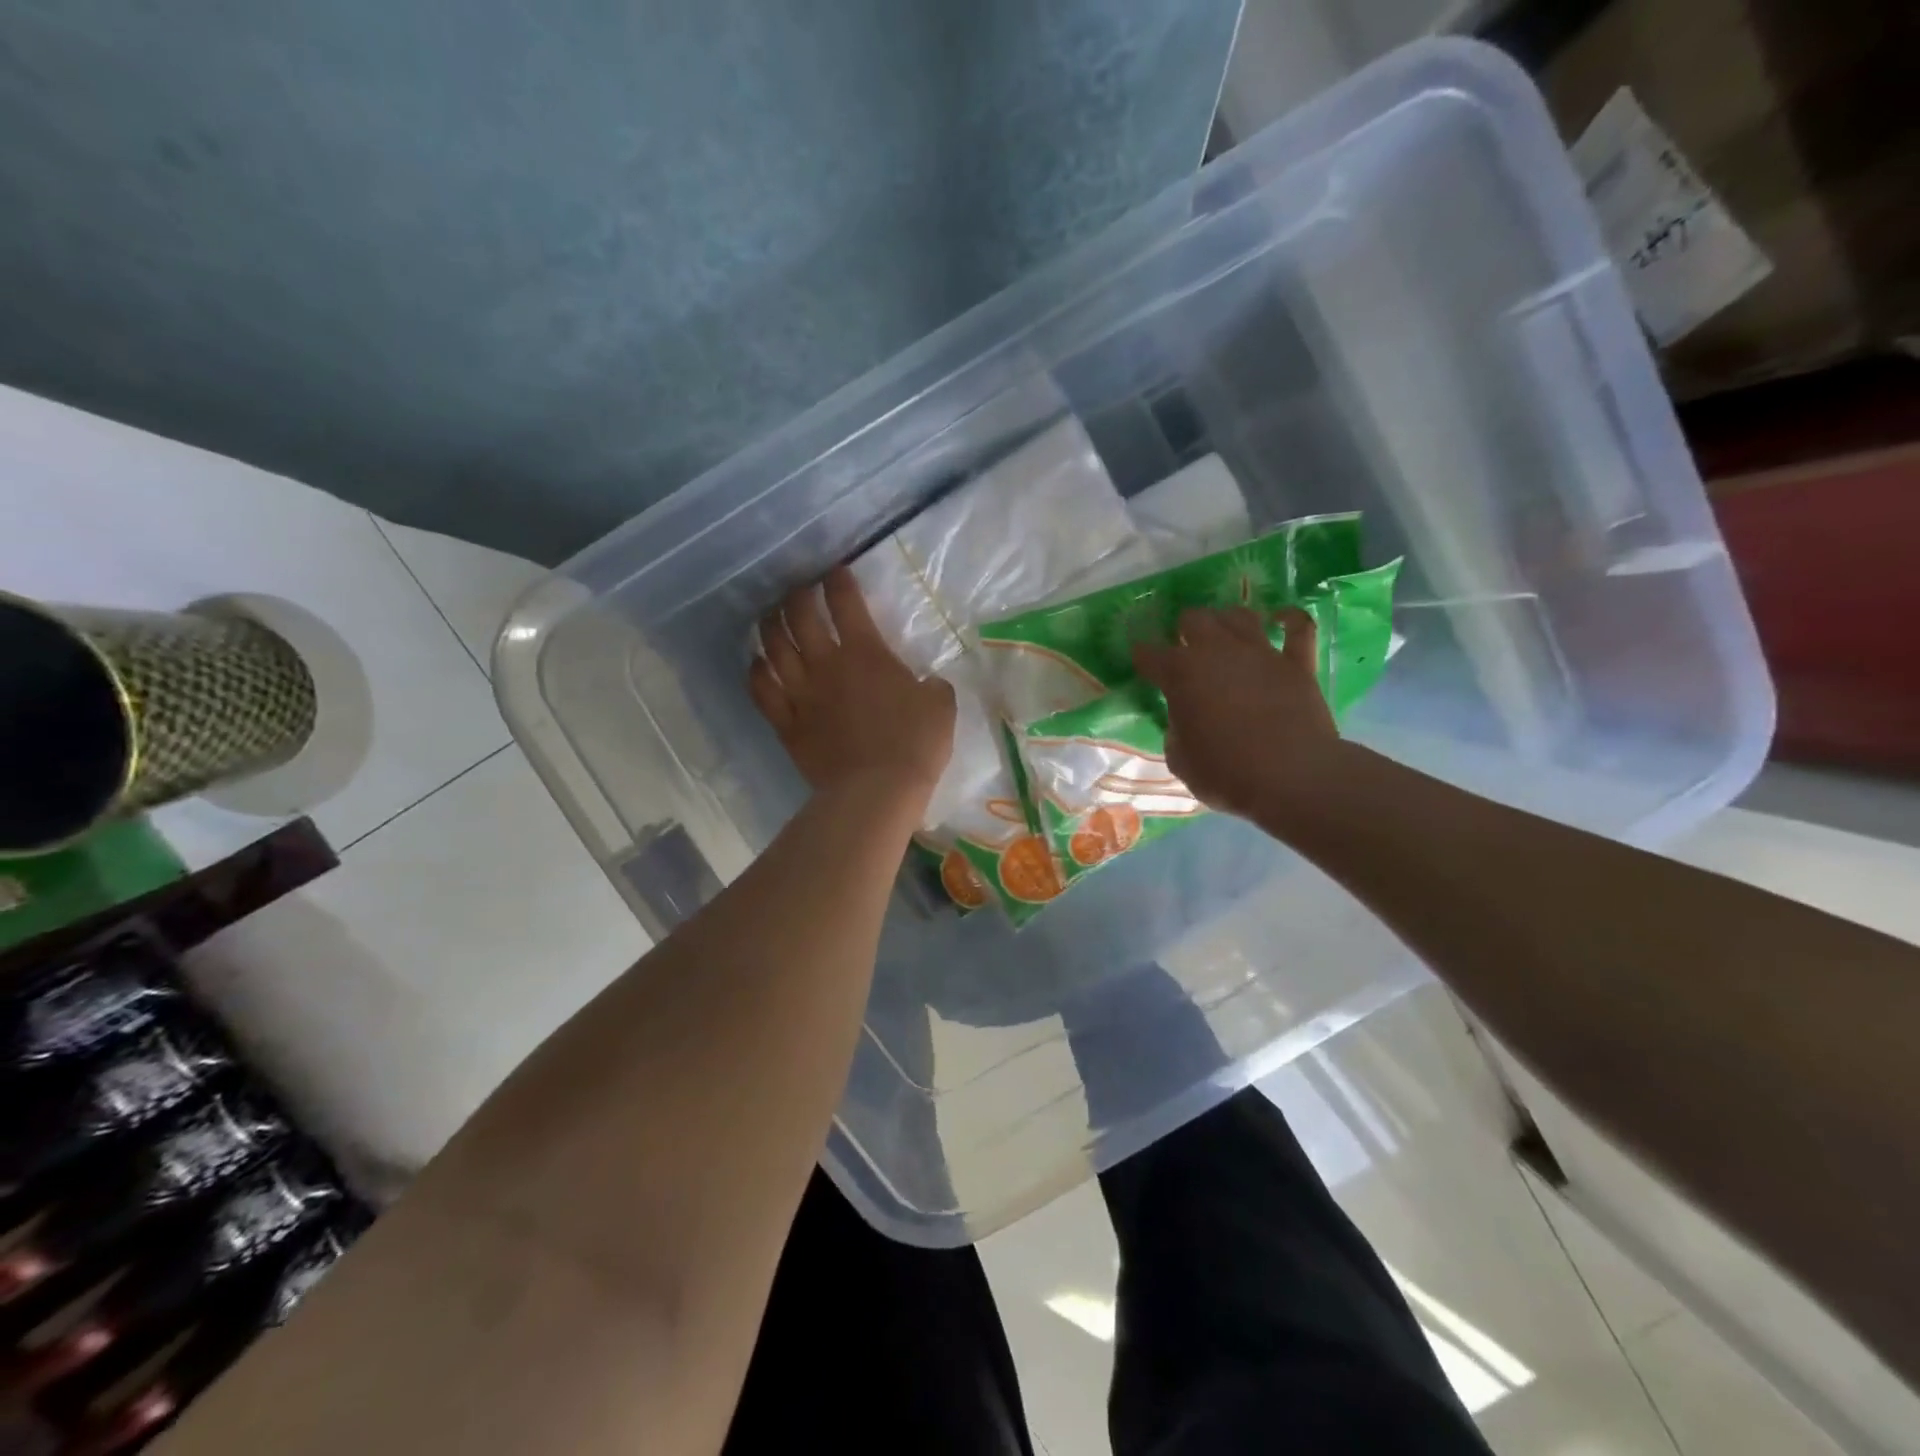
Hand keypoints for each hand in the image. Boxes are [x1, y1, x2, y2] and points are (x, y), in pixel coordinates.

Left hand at [749, 567, 955, 806]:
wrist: (878, 790)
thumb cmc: (914, 744)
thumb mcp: (941, 706)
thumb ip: (933, 685)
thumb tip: (928, 683)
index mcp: (865, 652)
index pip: (845, 602)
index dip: (838, 580)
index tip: (835, 571)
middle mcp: (825, 664)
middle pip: (800, 616)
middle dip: (797, 595)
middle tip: (799, 590)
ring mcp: (801, 694)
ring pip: (773, 647)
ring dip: (770, 626)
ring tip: (771, 617)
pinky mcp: (787, 724)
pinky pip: (762, 690)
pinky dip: (756, 671)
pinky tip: (757, 662)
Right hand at [1132, 606, 1347, 826]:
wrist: (1291, 777)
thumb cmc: (1226, 773)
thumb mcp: (1180, 760)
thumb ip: (1176, 732)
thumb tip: (1184, 722)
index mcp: (1180, 674)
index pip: (1149, 654)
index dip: (1142, 656)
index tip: (1141, 661)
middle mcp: (1217, 651)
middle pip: (1194, 618)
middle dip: (1184, 630)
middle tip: (1185, 649)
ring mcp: (1260, 652)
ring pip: (1238, 615)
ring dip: (1226, 622)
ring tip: (1224, 636)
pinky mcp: (1296, 663)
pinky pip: (1298, 627)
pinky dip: (1288, 620)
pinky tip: (1280, 620)